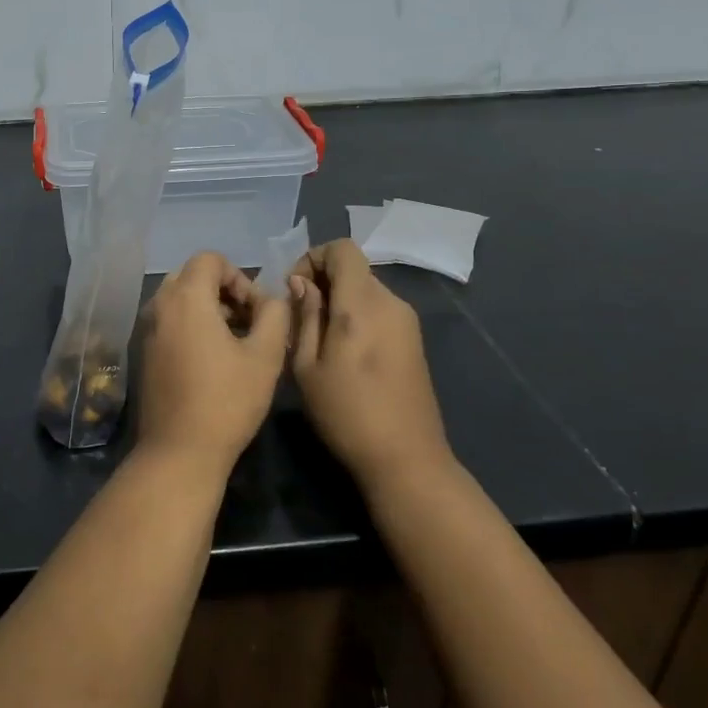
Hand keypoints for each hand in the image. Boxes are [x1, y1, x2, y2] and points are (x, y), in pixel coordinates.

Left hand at [135, 252, 290, 469]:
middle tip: (247, 323)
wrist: (179, 451)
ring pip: (179, 300)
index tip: (256, 311)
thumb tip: (271, 299)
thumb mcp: (265, 356)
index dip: (239, 277)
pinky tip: (211, 360)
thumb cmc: (227, 401)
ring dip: (208, 309)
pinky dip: (191, 326)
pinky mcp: (144, 353)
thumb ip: (274, 315)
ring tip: (235, 343)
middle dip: (223, 291)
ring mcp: (146, 330)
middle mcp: (159, 306)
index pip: (210, 259)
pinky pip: (169, 322)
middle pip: (192, 276)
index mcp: (185, 298)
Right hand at [289, 240, 452, 491]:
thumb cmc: (346, 413)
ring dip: (338, 301)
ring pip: (364, 290)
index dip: (313, 257)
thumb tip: (302, 283)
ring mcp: (407, 321)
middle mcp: (390, 302)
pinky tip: (343, 354)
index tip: (294, 290)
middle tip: (298, 318)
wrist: (405, 459)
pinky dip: (356, 316)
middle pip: (353, 269)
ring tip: (316, 339)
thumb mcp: (307, 365)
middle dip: (322, 282)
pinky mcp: (413, 340)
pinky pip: (378, 311)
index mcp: (362, 304)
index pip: (342, 249)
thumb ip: (305, 316)